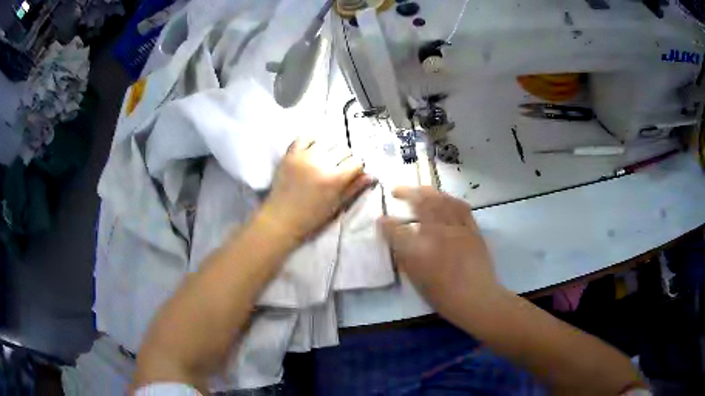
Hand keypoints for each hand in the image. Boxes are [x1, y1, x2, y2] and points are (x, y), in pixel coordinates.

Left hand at [259, 137, 372, 242]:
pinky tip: (313, 149)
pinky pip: (305, 137)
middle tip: (338, 167)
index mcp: (335, 179)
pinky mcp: (291, 153)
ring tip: (325, 158)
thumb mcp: (337, 205)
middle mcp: (322, 163)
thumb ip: (355, 188)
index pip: (356, 162)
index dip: (357, 168)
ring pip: (327, 141)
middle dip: (345, 158)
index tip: (352, 173)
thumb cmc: (312, 217)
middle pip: (344, 149)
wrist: (282, 218)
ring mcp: (305, 156)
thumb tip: (372, 175)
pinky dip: (312, 140)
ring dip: (330, 149)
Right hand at [378, 187, 499, 316]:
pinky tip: (445, 198)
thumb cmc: (444, 296)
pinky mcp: (472, 229)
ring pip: (441, 200)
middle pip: (420, 203)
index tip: (381, 219)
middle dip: (406, 192)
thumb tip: (397, 242)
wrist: (477, 298)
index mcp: (419, 251)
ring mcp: (457, 229)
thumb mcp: (418, 281)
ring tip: (419, 190)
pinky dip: (450, 199)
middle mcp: (437, 234)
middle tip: (397, 190)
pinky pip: (461, 207)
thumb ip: (405, 259)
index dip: (386, 223)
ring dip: (428, 191)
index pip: (396, 230)